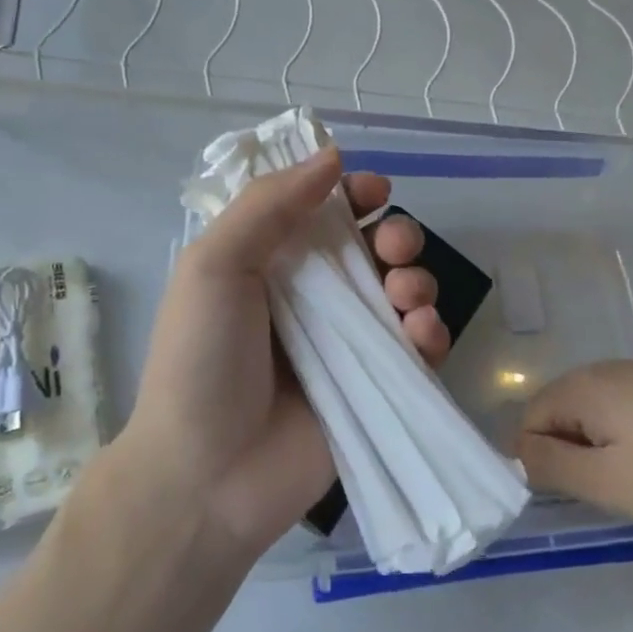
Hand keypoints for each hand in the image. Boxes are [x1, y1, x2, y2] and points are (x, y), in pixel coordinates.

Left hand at [120, 147, 449, 558]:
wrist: (207, 475)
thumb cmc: (202, 360)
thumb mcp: (215, 265)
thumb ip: (268, 204)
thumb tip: (332, 155)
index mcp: (273, 262)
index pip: (325, 212)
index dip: (354, 194)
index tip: (372, 192)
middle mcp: (315, 298)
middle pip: (375, 249)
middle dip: (397, 235)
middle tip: (392, 247)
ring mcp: (349, 343)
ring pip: (405, 292)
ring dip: (419, 280)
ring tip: (406, 297)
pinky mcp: (377, 386)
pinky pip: (419, 348)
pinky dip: (430, 333)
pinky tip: (420, 336)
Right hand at [518, 360, 632, 533]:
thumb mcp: (609, 482)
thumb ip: (552, 468)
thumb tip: (518, 453)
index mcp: (582, 387)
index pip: (529, 421)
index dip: (538, 462)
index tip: (571, 498)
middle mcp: (605, 371)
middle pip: (560, 415)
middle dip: (570, 457)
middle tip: (605, 495)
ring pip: (595, 417)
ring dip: (601, 453)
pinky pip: (626, 414)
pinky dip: (629, 443)